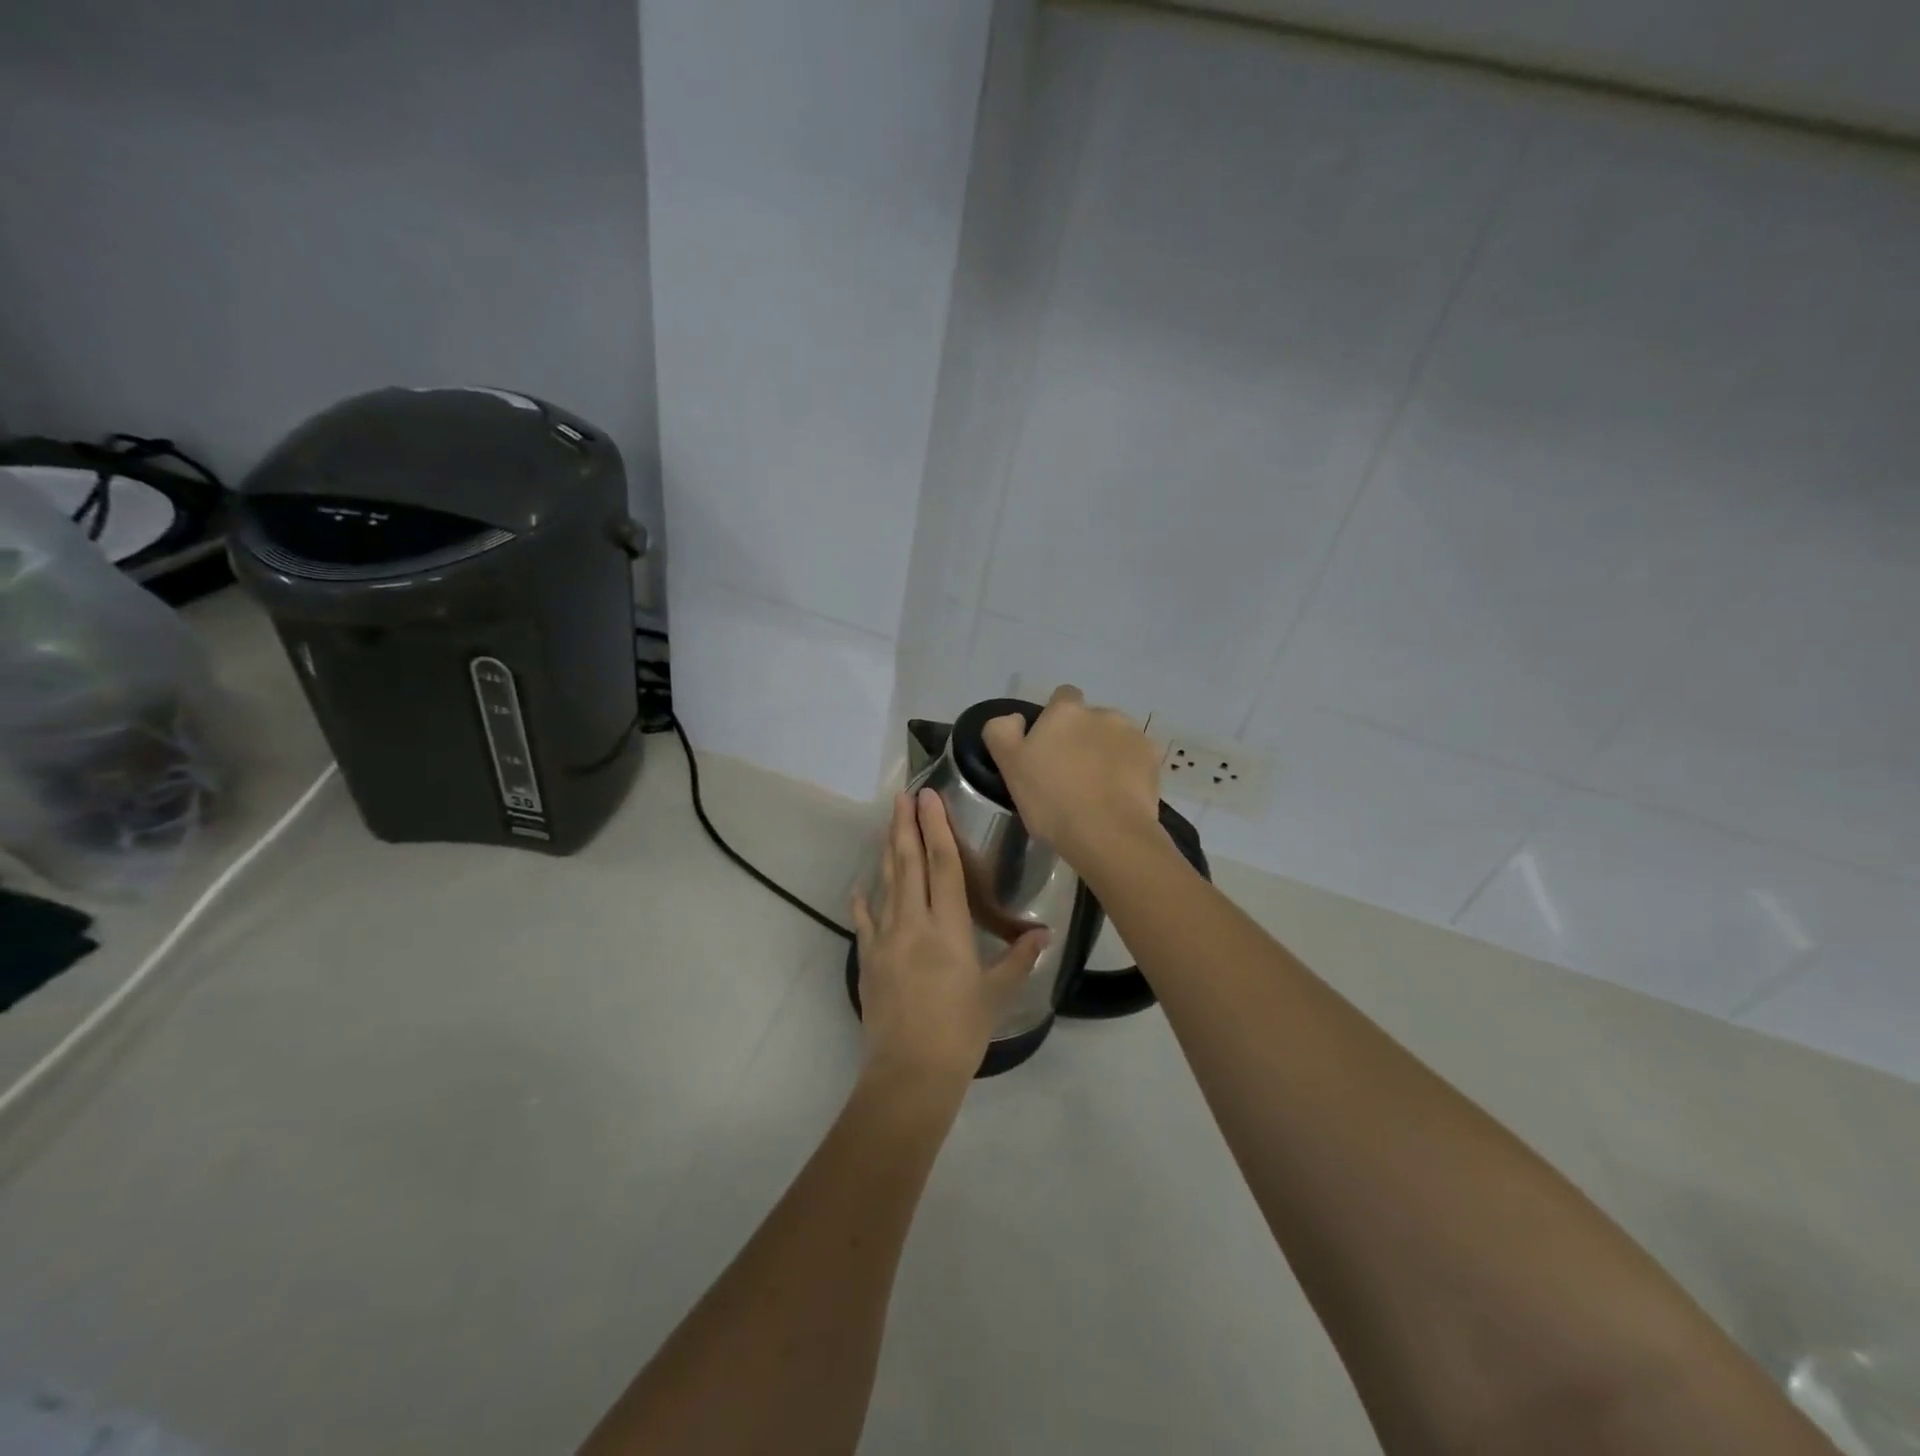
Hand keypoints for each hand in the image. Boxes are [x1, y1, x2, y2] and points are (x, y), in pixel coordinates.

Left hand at [852, 789, 1049, 1085]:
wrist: (910, 1073)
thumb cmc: (961, 1031)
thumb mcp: (996, 994)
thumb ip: (1018, 959)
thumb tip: (1044, 934)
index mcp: (948, 929)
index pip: (943, 866)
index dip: (936, 828)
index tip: (928, 798)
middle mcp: (913, 924)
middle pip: (909, 864)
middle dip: (906, 826)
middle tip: (903, 796)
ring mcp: (885, 940)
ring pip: (886, 885)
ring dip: (887, 851)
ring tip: (887, 823)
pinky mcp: (868, 960)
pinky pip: (864, 922)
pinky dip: (862, 901)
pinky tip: (858, 886)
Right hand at [982, 685, 1162, 870]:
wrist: (1108, 835)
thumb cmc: (1052, 800)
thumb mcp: (1009, 766)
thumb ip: (1002, 731)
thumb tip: (1015, 719)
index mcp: (1065, 711)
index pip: (1062, 697)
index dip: (1054, 719)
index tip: (1048, 748)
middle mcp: (1102, 712)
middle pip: (1089, 719)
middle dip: (1082, 738)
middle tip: (1070, 774)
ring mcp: (1132, 734)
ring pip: (1114, 737)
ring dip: (1106, 752)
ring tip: (1098, 788)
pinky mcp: (1154, 759)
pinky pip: (1136, 758)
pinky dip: (1129, 770)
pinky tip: (1119, 796)